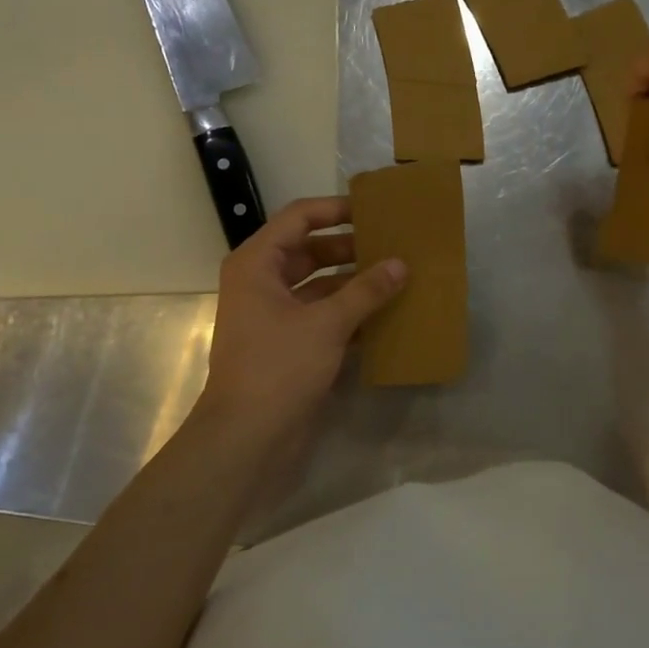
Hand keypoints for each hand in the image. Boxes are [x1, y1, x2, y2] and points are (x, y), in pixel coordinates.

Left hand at [193, 197, 405, 464]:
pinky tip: (386, 315)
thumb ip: (366, 291)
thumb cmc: (279, 367)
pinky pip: (323, 316)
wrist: (247, 437)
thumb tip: (401, 264)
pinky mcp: (288, 344)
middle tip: (393, 245)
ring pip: (320, 286)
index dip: (335, 209)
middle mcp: (262, 283)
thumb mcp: (326, 324)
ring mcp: (275, 316)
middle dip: (351, 248)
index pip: (299, 218)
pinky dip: (350, 313)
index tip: (374, 211)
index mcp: (257, 264)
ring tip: (397, 277)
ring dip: (354, 282)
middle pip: (311, 251)